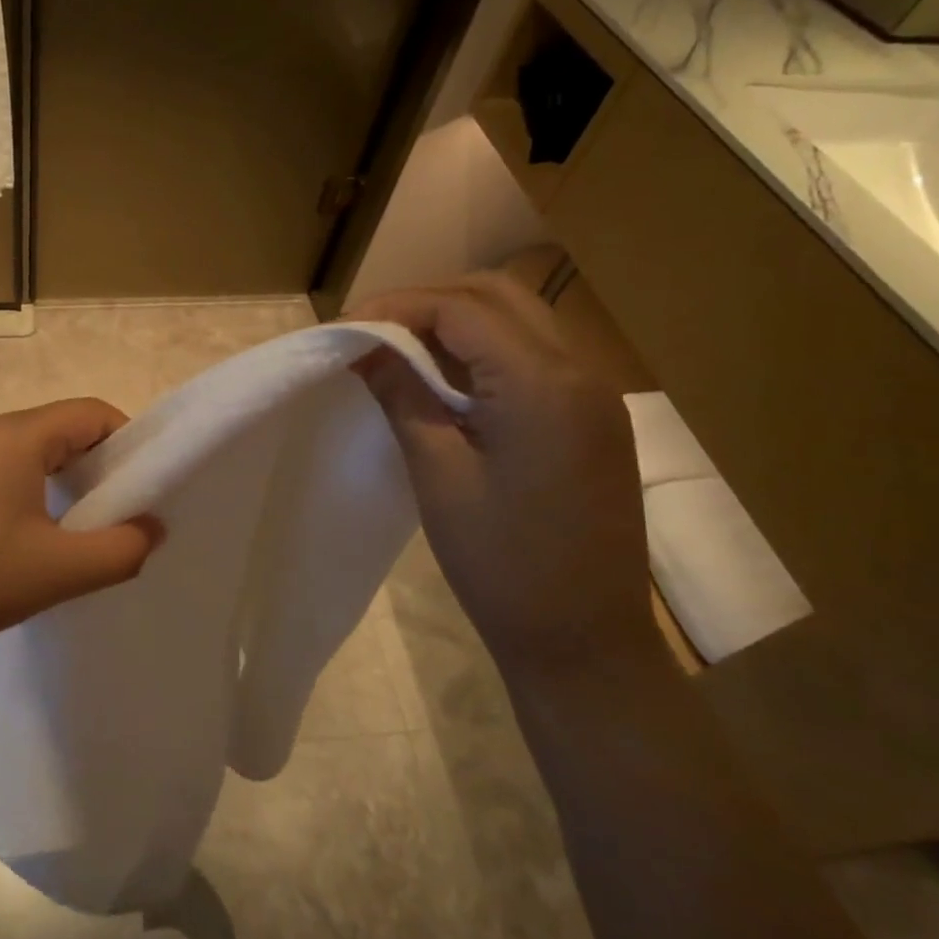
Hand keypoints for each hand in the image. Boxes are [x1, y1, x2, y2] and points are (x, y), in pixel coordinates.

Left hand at [0, 399, 162, 669]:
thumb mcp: (59, 570)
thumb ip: (121, 550)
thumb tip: (152, 529)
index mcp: (16, 435)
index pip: (92, 413)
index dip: (128, 443)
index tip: (145, 488)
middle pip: (61, 431)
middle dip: (98, 467)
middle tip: (117, 515)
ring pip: (29, 455)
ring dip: (62, 484)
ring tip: (76, 534)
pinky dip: (28, 495)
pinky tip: (24, 544)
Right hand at [351, 274, 652, 670]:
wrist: (584, 642)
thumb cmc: (502, 564)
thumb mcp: (439, 474)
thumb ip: (403, 396)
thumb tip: (364, 347)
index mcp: (543, 385)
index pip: (462, 308)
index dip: (397, 307)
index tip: (345, 329)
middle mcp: (580, 372)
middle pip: (496, 296)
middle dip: (426, 302)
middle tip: (370, 332)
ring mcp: (593, 394)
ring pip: (518, 320)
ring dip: (454, 322)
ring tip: (397, 350)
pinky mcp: (590, 418)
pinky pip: (532, 356)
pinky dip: (481, 351)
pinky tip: (443, 380)